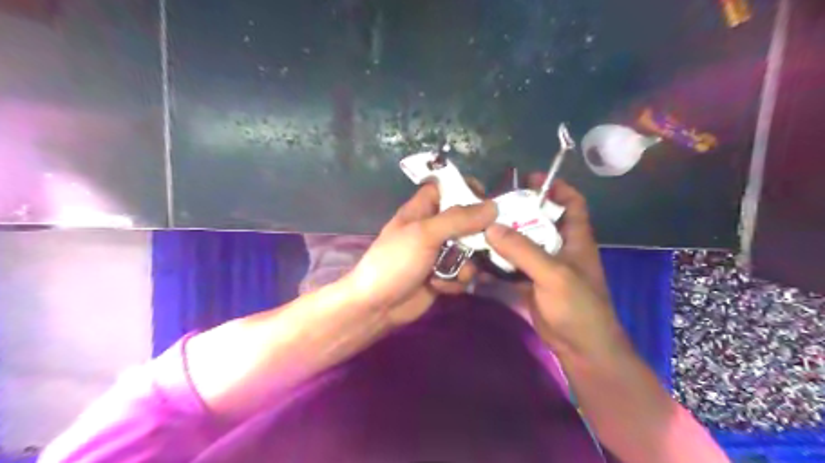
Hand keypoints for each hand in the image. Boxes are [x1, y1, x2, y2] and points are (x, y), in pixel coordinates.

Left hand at [344, 183, 494, 326]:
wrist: (377, 306)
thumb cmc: (395, 262)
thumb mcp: (424, 234)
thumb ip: (458, 219)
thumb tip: (493, 206)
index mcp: (422, 210)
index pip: (446, 187)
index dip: (465, 188)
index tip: (487, 199)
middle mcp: (433, 228)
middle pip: (466, 220)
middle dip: (477, 234)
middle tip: (486, 243)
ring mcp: (439, 253)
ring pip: (469, 250)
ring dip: (467, 263)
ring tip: (457, 273)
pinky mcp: (443, 275)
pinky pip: (463, 272)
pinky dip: (456, 280)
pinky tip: (442, 287)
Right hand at [485, 179, 625, 359]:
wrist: (580, 348)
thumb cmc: (577, 306)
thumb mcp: (553, 274)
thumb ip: (523, 250)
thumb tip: (490, 227)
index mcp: (575, 238)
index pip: (572, 202)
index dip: (556, 187)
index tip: (530, 179)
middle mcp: (560, 247)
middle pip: (540, 220)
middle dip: (519, 210)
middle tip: (492, 204)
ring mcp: (544, 266)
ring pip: (523, 242)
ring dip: (505, 235)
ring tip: (480, 226)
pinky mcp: (531, 282)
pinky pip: (513, 264)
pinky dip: (499, 260)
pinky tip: (480, 257)